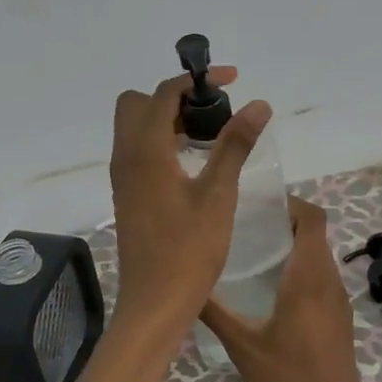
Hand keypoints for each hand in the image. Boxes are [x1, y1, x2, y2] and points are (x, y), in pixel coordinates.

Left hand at [107, 67, 272, 341]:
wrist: (155, 302)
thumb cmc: (189, 249)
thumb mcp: (219, 194)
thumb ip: (235, 145)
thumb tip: (259, 105)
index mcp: (146, 150)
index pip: (164, 93)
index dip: (197, 79)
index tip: (232, 81)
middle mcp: (126, 157)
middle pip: (138, 104)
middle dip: (173, 97)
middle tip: (211, 112)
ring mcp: (123, 177)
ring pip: (135, 128)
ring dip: (167, 119)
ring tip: (208, 135)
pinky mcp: (127, 195)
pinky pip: (137, 151)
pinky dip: (161, 142)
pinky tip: (192, 164)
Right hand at [200, 198, 367, 381]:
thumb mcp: (242, 347)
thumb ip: (215, 312)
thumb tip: (185, 284)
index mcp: (308, 279)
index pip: (313, 219)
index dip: (291, 203)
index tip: (260, 205)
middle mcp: (329, 283)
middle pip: (316, 234)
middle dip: (286, 222)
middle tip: (248, 227)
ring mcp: (339, 301)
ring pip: (320, 257)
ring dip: (294, 247)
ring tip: (255, 253)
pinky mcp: (340, 319)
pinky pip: (323, 278)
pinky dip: (302, 269)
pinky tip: (272, 289)